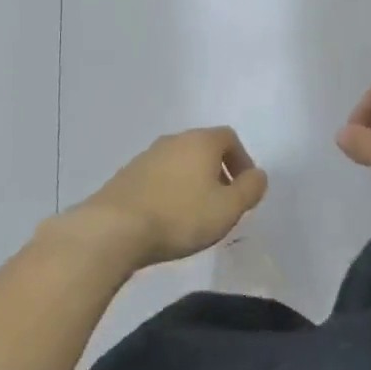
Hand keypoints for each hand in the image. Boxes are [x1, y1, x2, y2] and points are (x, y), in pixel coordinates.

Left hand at [72, 127, 267, 265]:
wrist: (112, 230)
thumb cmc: (180, 216)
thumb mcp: (228, 209)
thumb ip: (250, 189)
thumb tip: (258, 175)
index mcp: (201, 141)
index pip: (229, 138)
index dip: (241, 161)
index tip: (243, 188)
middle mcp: (173, 141)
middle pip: (203, 148)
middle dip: (216, 172)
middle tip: (221, 202)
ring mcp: (145, 157)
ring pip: (178, 163)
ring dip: (190, 182)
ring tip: (193, 214)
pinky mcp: (124, 177)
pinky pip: (156, 178)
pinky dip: (167, 191)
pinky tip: (165, 218)